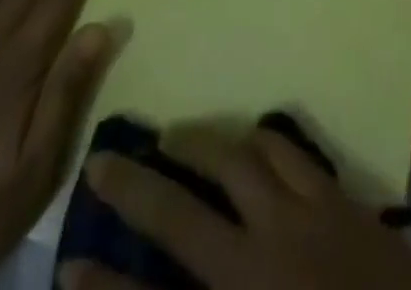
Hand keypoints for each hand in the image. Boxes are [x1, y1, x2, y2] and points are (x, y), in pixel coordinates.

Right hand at [60, 123, 410, 289]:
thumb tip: (173, 280)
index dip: (106, 285)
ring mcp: (305, 218)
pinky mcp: (340, 199)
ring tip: (180, 135)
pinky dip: (264, 139)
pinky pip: (292, 151)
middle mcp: (264, 257)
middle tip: (112, 154)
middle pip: (185, 213)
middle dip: (140, 185)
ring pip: (240, 160)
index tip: (70, 261)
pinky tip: (253, 136)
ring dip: (203, 143)